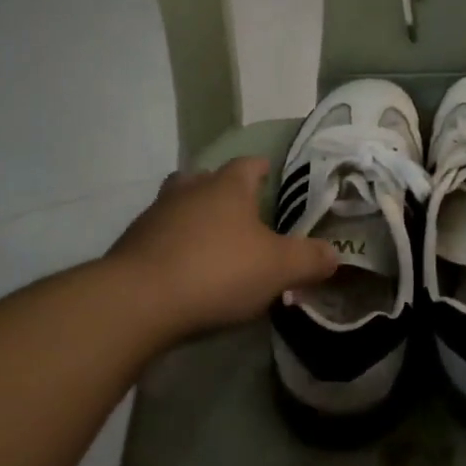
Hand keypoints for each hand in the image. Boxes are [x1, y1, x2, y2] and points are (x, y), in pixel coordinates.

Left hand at [105, 158, 338, 340]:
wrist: (138, 301)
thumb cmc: (217, 271)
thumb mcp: (278, 269)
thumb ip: (309, 260)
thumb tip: (334, 254)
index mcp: (227, 186)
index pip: (249, 164)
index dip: (261, 169)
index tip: (270, 176)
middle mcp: (190, 189)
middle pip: (206, 177)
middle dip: (221, 190)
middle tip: (239, 212)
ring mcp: (155, 215)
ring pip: (177, 203)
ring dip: (192, 216)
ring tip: (208, 242)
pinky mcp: (131, 244)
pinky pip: (158, 236)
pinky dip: (170, 245)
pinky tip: (180, 270)